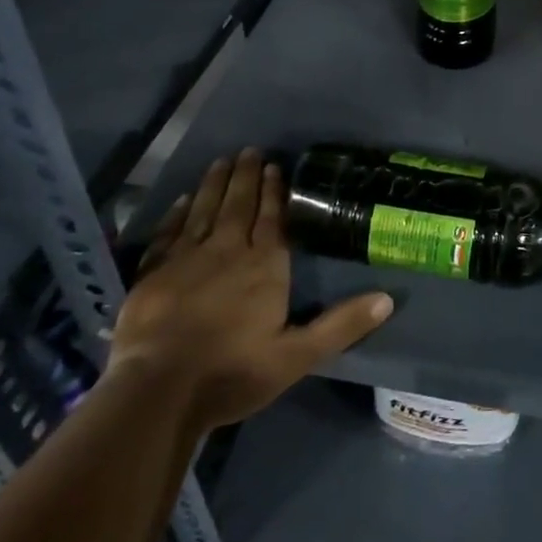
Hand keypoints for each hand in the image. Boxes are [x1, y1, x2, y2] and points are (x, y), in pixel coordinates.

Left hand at [110, 149, 391, 427]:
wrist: (158, 391)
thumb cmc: (233, 372)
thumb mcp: (297, 356)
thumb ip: (341, 325)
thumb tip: (388, 298)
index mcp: (264, 266)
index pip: (272, 219)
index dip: (274, 191)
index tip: (275, 166)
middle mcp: (227, 251)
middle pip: (238, 205)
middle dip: (246, 177)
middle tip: (249, 151)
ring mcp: (186, 259)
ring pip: (204, 210)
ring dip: (214, 184)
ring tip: (221, 161)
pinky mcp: (153, 273)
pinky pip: (168, 232)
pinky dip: (177, 213)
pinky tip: (183, 200)